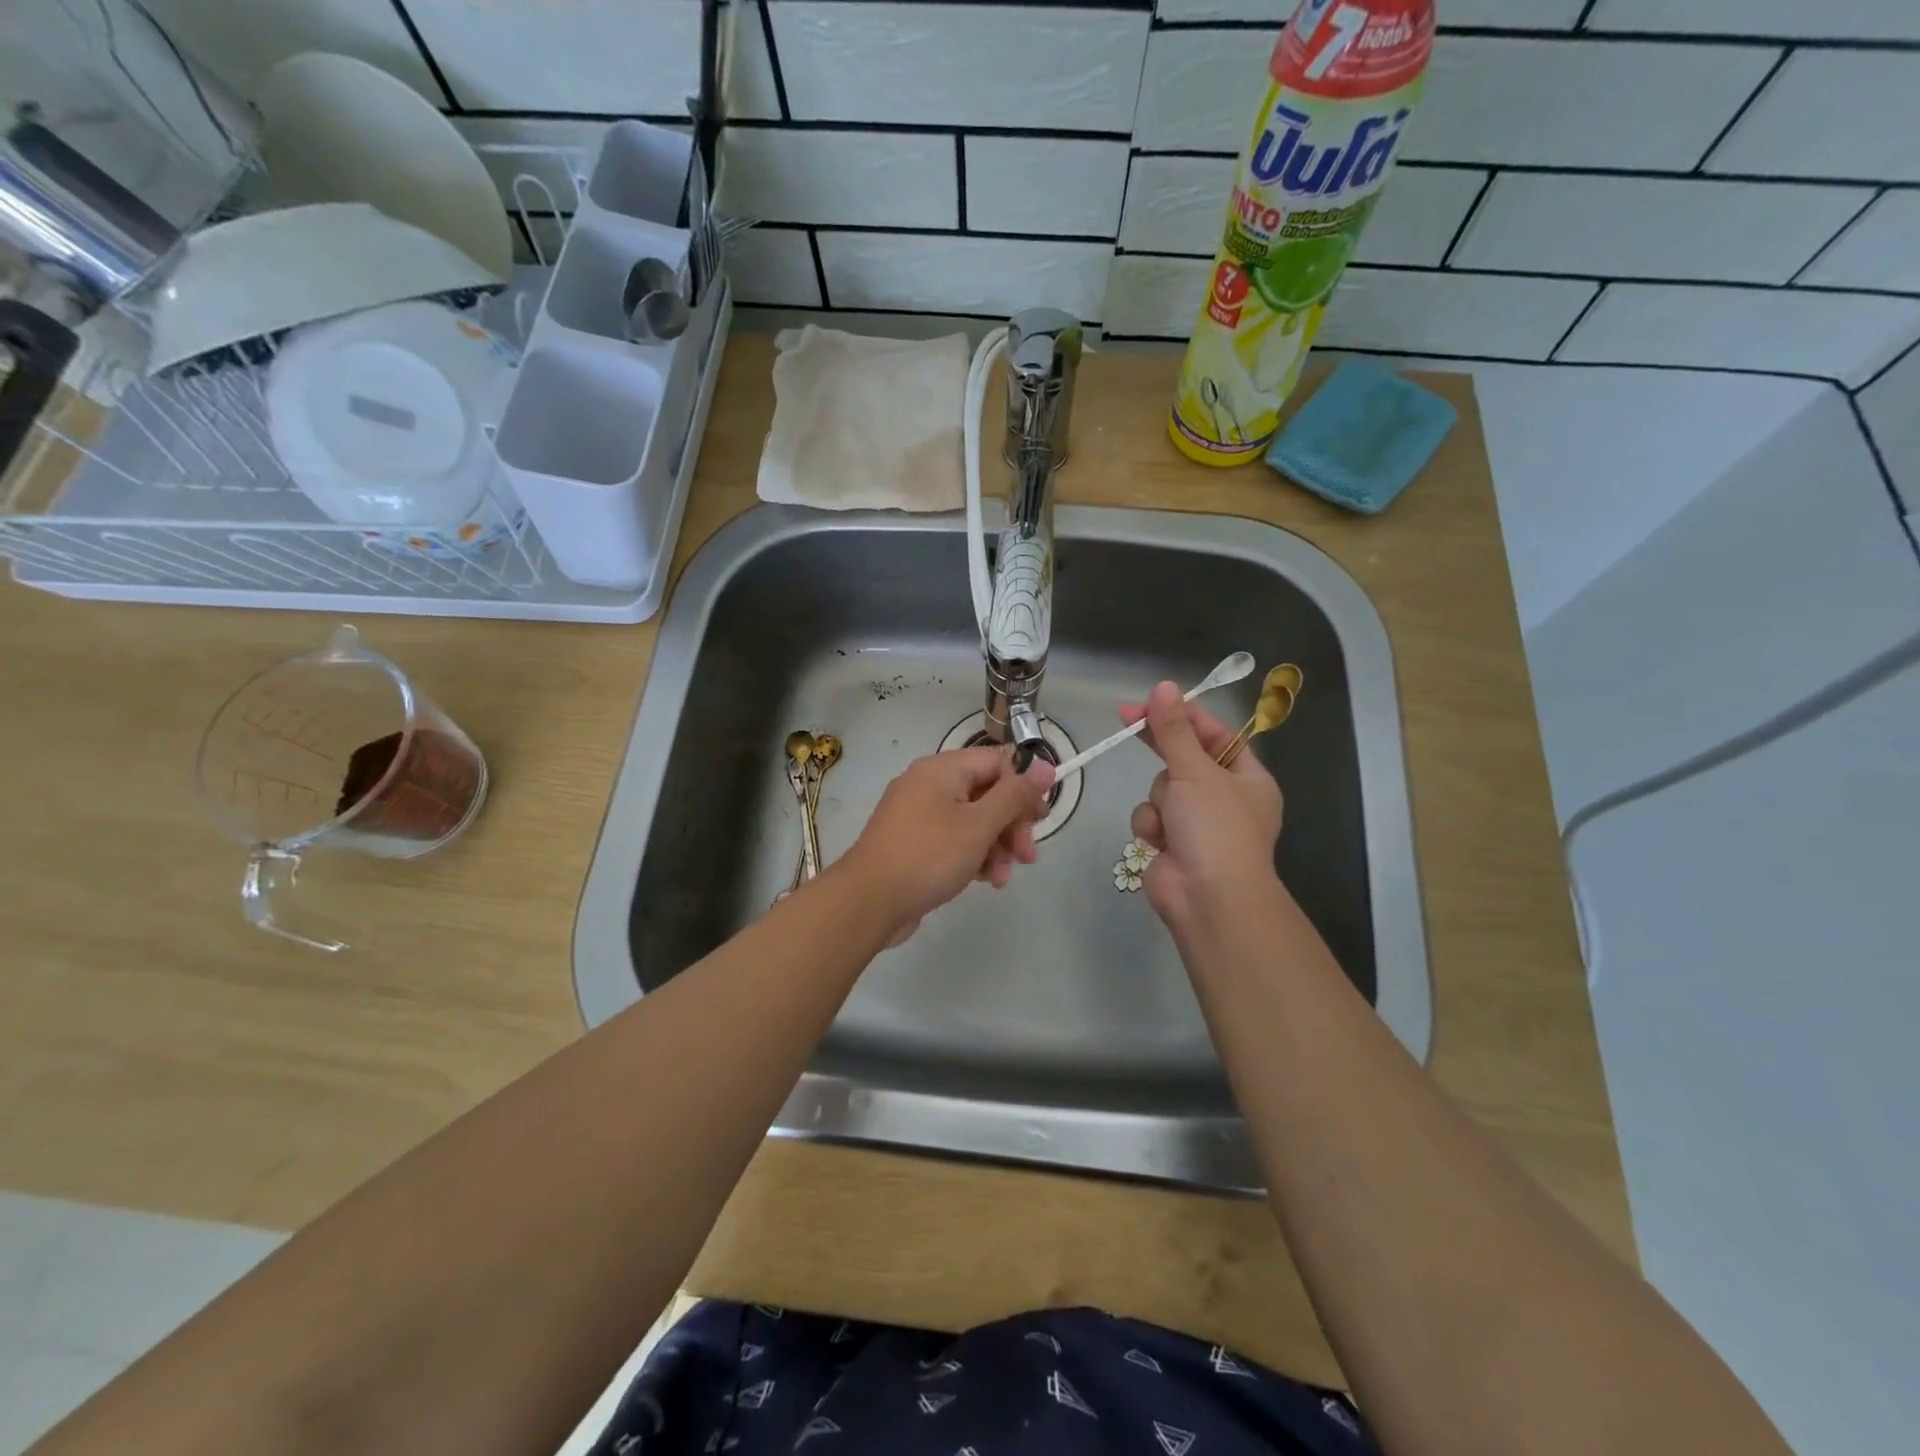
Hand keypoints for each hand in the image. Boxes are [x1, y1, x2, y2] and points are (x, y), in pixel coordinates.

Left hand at [841, 747, 1055, 944]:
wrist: (868, 901)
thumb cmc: (928, 856)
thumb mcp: (979, 824)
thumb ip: (1015, 794)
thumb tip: (1045, 765)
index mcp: (942, 769)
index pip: (996, 762)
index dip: (1024, 787)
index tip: (1041, 818)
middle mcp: (928, 785)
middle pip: (986, 793)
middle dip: (1011, 824)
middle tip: (1027, 855)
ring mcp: (917, 815)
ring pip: (972, 820)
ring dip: (996, 846)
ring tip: (1003, 877)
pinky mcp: (913, 843)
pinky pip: (953, 840)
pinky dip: (973, 856)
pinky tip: (985, 880)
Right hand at [1120, 681, 1284, 932]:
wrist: (1208, 898)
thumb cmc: (1215, 828)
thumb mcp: (1196, 771)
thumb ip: (1174, 730)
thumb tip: (1164, 687)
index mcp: (1247, 778)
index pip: (1215, 734)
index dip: (1184, 715)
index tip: (1151, 700)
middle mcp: (1225, 798)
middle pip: (1185, 759)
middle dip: (1162, 749)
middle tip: (1127, 719)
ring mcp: (1197, 823)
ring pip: (1162, 788)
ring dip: (1159, 800)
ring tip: (1170, 820)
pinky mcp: (1172, 843)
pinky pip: (1151, 817)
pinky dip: (1151, 826)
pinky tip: (1159, 841)